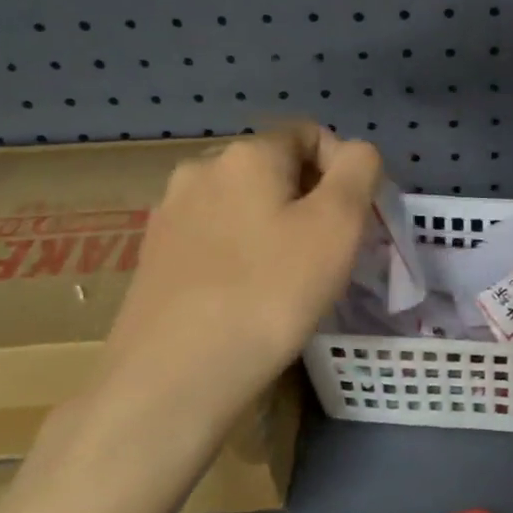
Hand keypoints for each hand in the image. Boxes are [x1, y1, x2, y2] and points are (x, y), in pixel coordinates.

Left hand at [37, 124, 382, 494]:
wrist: (173, 378)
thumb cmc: (269, 293)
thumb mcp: (338, 224)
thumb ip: (358, 170)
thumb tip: (354, 154)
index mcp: (245, 153)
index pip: (309, 134)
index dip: (343, 171)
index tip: (352, 224)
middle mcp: (200, 169)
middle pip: (275, 169)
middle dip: (309, 201)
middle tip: (326, 257)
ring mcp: (170, 213)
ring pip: (244, 205)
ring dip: (275, 228)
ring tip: (287, 281)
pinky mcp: (154, 255)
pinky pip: (215, 237)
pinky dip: (241, 254)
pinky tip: (246, 296)